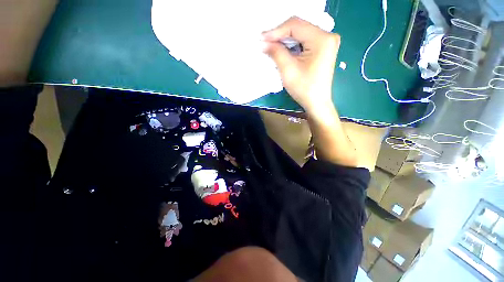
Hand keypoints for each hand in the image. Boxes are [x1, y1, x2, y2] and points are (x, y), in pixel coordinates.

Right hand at [262, 17, 339, 113]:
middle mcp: (327, 36)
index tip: (261, 38)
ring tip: (271, 46)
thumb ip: (276, 52)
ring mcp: (326, 42)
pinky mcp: (322, 49)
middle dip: (280, 35)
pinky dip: (292, 45)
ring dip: (285, 40)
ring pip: (300, 34)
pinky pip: (304, 41)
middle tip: (265, 42)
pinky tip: (282, 50)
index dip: (276, 31)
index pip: (295, 25)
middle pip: (299, 27)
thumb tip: (263, 42)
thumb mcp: (288, 70)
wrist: (316, 102)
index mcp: (322, 39)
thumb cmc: (304, 89)